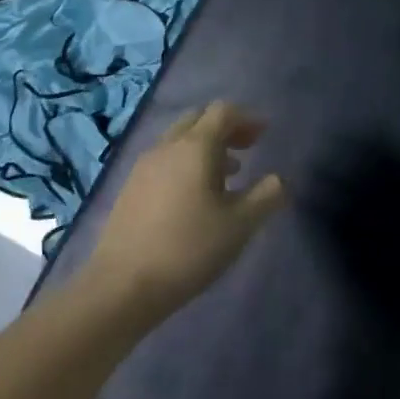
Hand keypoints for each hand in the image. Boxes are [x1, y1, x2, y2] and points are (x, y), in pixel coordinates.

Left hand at [80, 103, 286, 324]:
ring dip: (206, 146)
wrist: (121, 287)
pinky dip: (186, 163)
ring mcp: (144, 167)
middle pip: (198, 119)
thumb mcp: (240, 225)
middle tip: (247, 147)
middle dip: (226, 127)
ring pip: (179, 140)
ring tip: (228, 174)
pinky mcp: (130, 188)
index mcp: (195, 147)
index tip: (264, 134)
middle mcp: (167, 147)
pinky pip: (165, 160)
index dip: (247, 118)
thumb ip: (266, 196)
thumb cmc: (188, 249)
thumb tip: (278, 180)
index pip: (223, 112)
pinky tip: (195, 196)